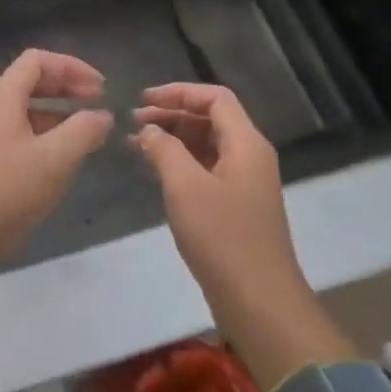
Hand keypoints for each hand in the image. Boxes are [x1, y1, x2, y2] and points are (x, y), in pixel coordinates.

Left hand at [0, 50, 111, 309]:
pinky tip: (66, 156)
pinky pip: (22, 132)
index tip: (100, 88)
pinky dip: (48, 134)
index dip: (72, 67)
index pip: (37, 60)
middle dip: (67, 86)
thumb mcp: (56, 158)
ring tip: (90, 130)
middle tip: (99, 101)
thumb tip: (102, 116)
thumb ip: (84, 130)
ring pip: (28, 109)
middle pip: (32, 81)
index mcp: (2, 96)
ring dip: (60, 112)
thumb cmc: (8, 190)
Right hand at [133, 84, 349, 384]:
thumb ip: (164, 149)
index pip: (215, 98)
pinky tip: (154, 170)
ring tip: (136, 143)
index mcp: (246, 143)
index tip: (142, 99)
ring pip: (206, 145)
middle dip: (171, 114)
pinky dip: (180, 162)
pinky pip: (206, 168)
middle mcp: (250, 156)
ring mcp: (244, 182)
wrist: (257, 299)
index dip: (179, 92)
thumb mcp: (185, 186)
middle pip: (211, 119)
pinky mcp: (235, 205)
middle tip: (133, 121)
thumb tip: (149, 130)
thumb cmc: (222, 236)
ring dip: (173, 139)